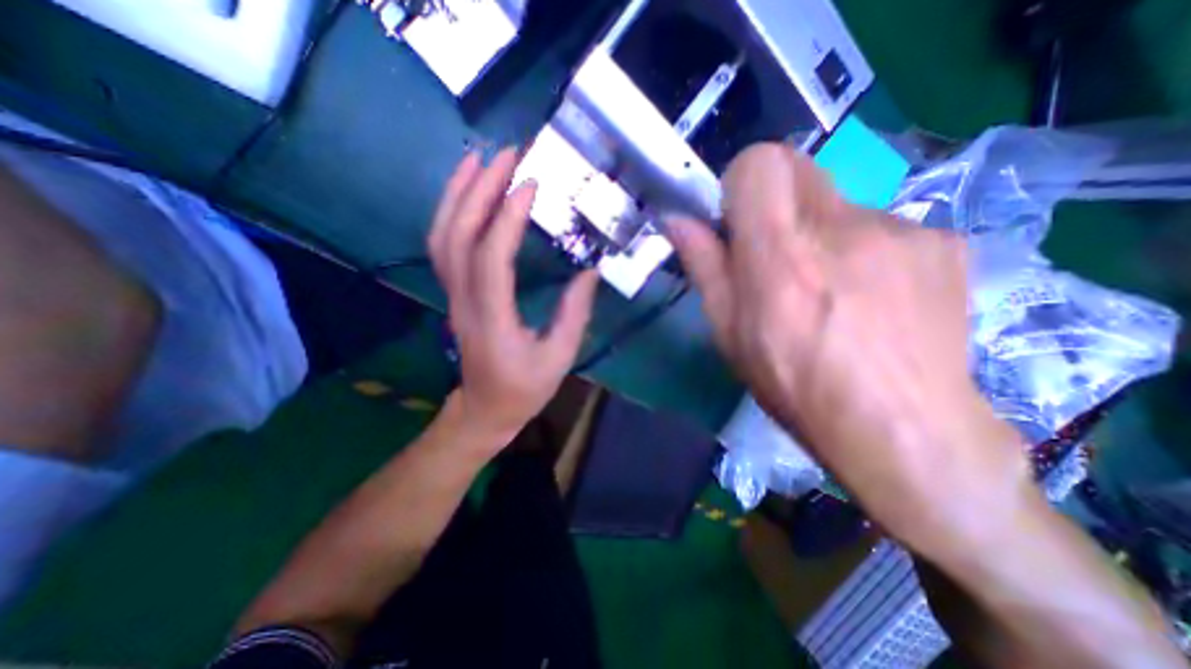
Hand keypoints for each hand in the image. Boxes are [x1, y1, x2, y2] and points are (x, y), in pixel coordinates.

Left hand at [427, 148, 601, 446]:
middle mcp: (464, 301)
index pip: (491, 258)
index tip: (530, 185)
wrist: (485, 408)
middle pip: (458, 236)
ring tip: (479, 158)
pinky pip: (443, 246)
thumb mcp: (559, 358)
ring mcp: (452, 295)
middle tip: (506, 155)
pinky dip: (451, 212)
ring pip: (441, 236)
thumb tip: (589, 272)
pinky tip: (467, 192)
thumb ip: (574, 313)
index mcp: (493, 319)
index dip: (506, 218)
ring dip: (458, 193)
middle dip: (479, 190)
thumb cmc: (524, 388)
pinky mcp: (454, 292)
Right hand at [668, 143, 1033, 553]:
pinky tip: (869, 300)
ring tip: (828, 292)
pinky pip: (882, 227)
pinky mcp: (942, 242)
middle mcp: (841, 228)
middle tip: (776, 254)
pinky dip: (863, 252)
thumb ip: (705, 266)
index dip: (741, 183)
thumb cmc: (795, 386)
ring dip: (820, 233)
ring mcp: (900, 230)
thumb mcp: (729, 333)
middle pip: (799, 168)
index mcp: (780, 256)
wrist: (904, 432)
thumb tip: (678, 220)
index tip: (737, 220)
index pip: (760, 163)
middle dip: (776, 201)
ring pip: (838, 202)